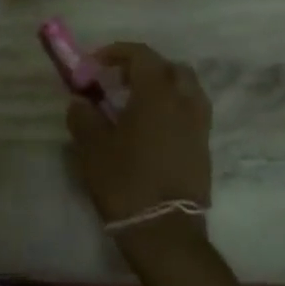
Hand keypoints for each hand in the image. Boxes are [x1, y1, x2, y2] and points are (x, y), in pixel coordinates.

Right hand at [65, 42, 211, 229]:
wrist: (165, 232)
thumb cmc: (125, 181)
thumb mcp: (91, 146)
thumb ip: (83, 116)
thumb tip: (81, 102)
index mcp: (157, 94)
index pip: (142, 55)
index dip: (117, 53)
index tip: (95, 64)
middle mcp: (184, 103)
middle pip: (171, 68)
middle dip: (145, 68)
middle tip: (120, 81)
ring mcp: (199, 128)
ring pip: (187, 91)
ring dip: (163, 88)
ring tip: (136, 104)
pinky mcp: (203, 151)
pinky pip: (190, 115)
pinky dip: (172, 111)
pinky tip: (149, 130)